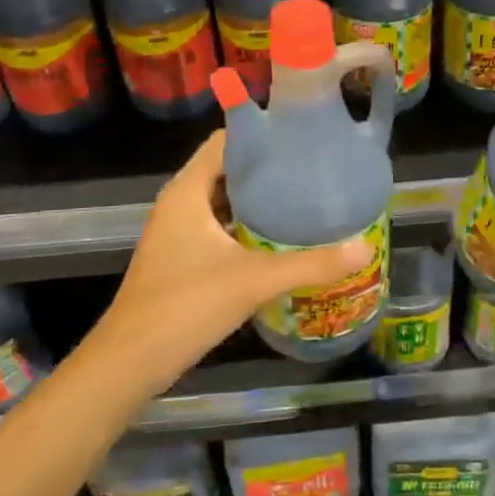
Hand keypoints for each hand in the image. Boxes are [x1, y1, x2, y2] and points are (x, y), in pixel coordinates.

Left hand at [94, 132, 371, 394]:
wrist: (130, 363)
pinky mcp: (181, 259)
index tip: (302, 134)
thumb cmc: (185, 306)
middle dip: (268, 168)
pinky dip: (247, 228)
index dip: (262, 132)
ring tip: (305, 198)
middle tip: (314, 168)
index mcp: (188, 192)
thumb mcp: (254, 280)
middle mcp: (180, 204)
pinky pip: (220, 229)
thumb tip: (364, 247)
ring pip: (224, 203)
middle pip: (227, 170)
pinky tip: (280, 239)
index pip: (225, 141)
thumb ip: (310, 264)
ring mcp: (178, 234)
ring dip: (259, 200)